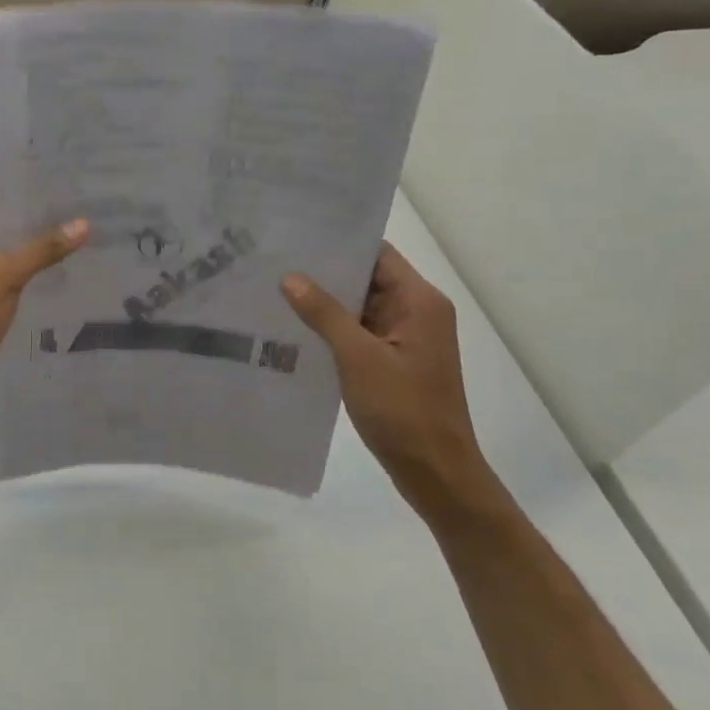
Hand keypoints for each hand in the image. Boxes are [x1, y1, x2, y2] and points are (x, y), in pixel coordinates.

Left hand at [0, 204, 87, 429]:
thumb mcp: (0, 280)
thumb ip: (40, 251)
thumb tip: (82, 223)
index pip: (7, 204)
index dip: (43, 201)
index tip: (84, 197)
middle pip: (14, 233)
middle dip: (51, 231)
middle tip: (100, 225)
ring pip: (16, 264)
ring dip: (47, 262)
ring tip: (95, 254)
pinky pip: (14, 290)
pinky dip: (37, 289)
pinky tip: (70, 291)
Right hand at [281, 243, 495, 511]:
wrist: (435, 471)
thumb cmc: (403, 410)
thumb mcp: (358, 357)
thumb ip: (324, 314)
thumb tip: (290, 277)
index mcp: (419, 302)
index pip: (377, 255)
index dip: (339, 244)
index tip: (295, 238)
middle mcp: (417, 312)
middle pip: (368, 279)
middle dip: (325, 274)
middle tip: (274, 263)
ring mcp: (406, 339)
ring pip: (360, 308)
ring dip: (325, 303)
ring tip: (275, 291)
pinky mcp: (394, 362)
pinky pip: (360, 334)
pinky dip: (332, 330)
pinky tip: (295, 330)